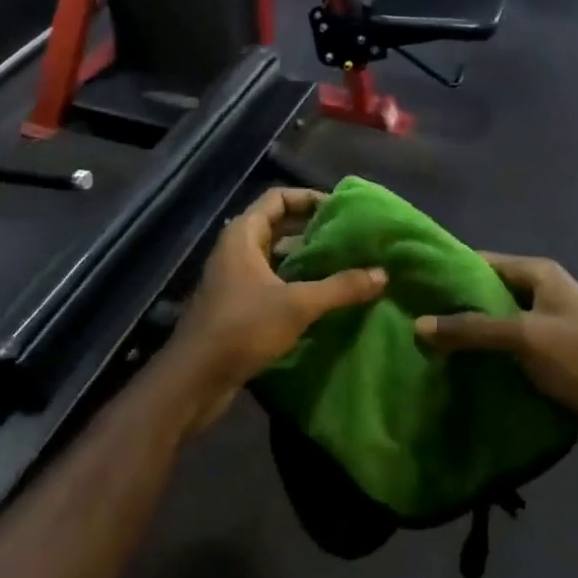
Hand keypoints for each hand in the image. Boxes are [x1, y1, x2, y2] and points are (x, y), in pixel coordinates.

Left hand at [164, 188, 385, 435]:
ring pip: (276, 257)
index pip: (278, 198)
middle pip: (278, 226)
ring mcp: (234, 279)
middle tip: (351, 238)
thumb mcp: (297, 305)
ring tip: (345, 264)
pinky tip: (324, 297)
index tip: (341, 209)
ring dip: (306, 259)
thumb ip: (340, 287)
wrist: (194, 379)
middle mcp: (236, 249)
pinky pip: (272, 282)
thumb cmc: (242, 328)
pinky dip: (296, 283)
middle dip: (313, 230)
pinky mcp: (237, 306)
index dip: (309, 198)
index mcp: (243, 235)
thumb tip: (382, 273)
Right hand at [416, 255, 577, 452]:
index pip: (484, 263)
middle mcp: (542, 294)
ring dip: (471, 337)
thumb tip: (419, 325)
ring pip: (497, 326)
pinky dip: (488, 359)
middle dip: (456, 308)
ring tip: (427, 347)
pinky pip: (509, 352)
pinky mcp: (550, 359)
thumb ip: (472, 329)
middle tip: (414, 319)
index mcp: (539, 275)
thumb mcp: (523, 337)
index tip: (415, 285)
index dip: (451, 272)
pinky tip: (458, 370)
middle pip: (489, 295)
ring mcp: (547, 328)